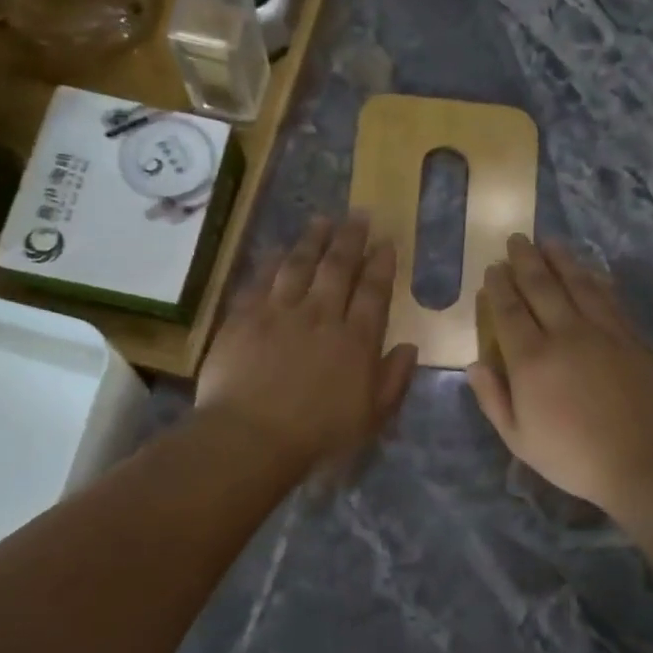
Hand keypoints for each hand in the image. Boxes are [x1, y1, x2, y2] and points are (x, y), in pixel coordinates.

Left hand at [196, 214, 418, 473]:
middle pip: (338, 267)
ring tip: (322, 220)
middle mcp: (320, 315)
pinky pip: (262, 279)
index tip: (386, 243)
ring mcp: (280, 312)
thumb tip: (409, 347)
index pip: (373, 292)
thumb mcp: (371, 417)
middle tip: (359, 215)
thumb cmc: (318, 434)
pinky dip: (272, 260)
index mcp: (356, 340)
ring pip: (299, 264)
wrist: (251, 436)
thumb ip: (394, 380)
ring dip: (313, 240)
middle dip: (351, 239)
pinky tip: (278, 249)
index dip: (381, 265)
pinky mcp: (244, 316)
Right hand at [468, 235, 652, 511]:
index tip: (493, 268)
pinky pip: (610, 299)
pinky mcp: (633, 338)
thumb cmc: (572, 457)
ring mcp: (604, 332)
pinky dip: (596, 280)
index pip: (509, 311)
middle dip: (525, 260)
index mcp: (532, 359)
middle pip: (542, 286)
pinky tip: (590, 271)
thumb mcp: (518, 438)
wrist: (642, 461)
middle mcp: (566, 334)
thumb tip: (475, 364)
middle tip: (517, 239)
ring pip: (578, 284)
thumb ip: (493, 399)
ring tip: (549, 242)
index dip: (499, 286)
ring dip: (561, 260)